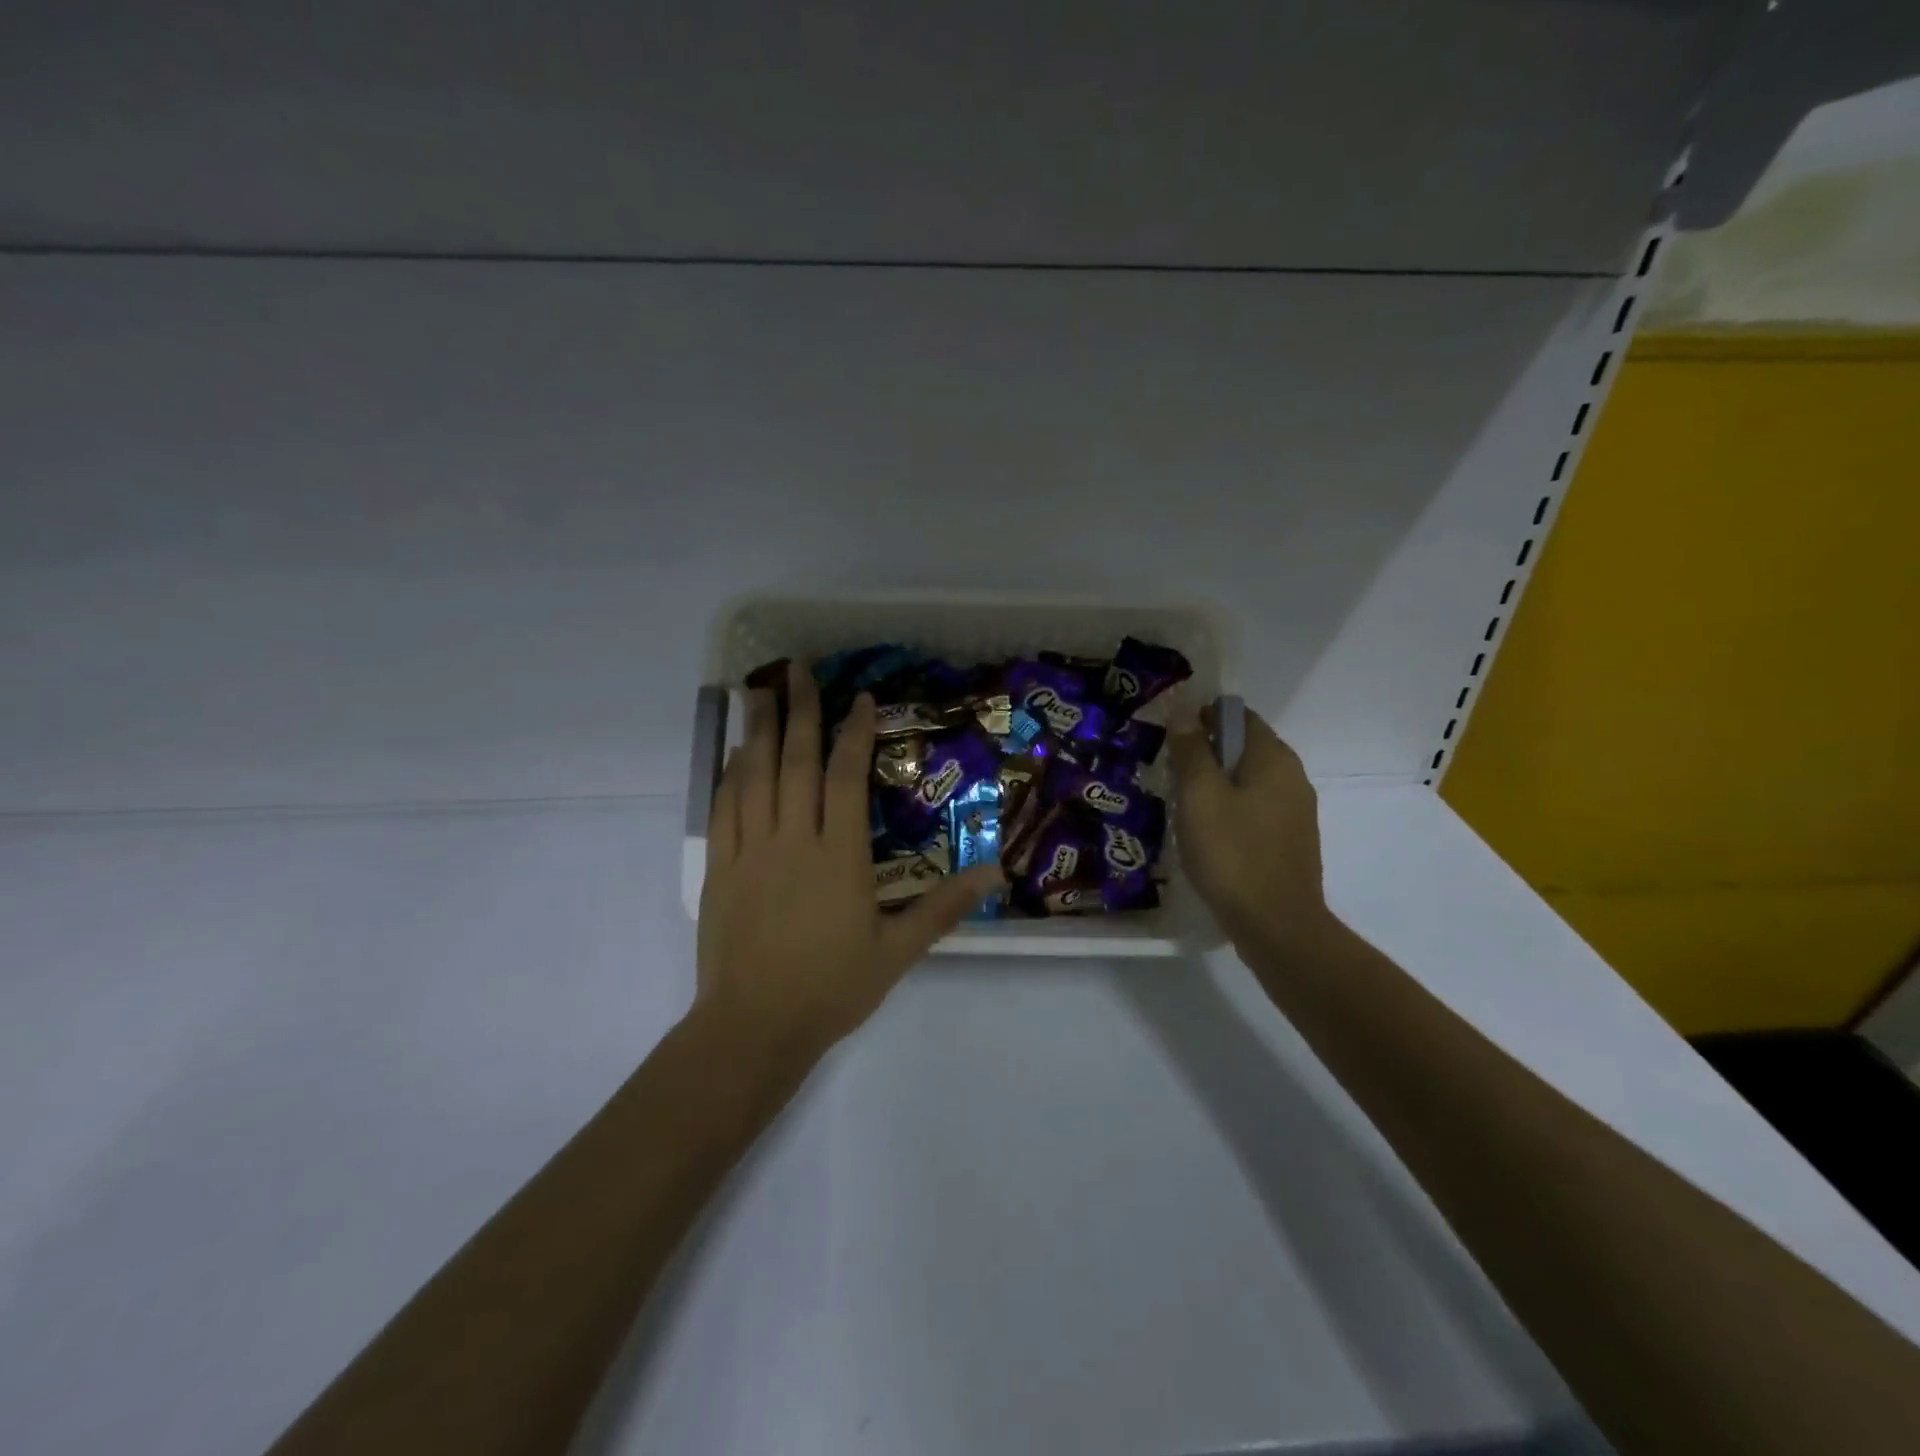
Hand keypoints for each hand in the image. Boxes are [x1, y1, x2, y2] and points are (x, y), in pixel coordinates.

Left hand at [695, 662, 1001, 1062]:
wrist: (754, 1027)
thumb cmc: (832, 988)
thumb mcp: (898, 952)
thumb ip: (943, 908)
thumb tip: (994, 872)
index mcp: (839, 856)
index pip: (846, 777)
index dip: (853, 732)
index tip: (858, 698)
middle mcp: (794, 840)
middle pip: (796, 761)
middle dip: (800, 710)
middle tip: (798, 668)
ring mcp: (751, 851)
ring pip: (754, 775)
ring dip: (760, 729)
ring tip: (760, 690)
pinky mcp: (721, 868)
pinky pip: (725, 808)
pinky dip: (731, 773)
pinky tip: (737, 753)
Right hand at [1166, 705, 1337, 956]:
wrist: (1276, 925)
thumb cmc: (1232, 853)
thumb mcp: (1200, 796)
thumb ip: (1192, 750)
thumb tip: (1185, 711)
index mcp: (1274, 758)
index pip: (1238, 715)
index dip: (1202, 718)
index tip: (1171, 739)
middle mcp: (1292, 777)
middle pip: (1244, 748)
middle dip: (1206, 754)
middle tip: (1169, 773)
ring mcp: (1296, 812)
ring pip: (1249, 781)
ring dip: (1216, 785)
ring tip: (1181, 805)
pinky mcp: (1290, 841)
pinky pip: (1255, 810)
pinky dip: (1230, 810)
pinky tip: (1207, 834)